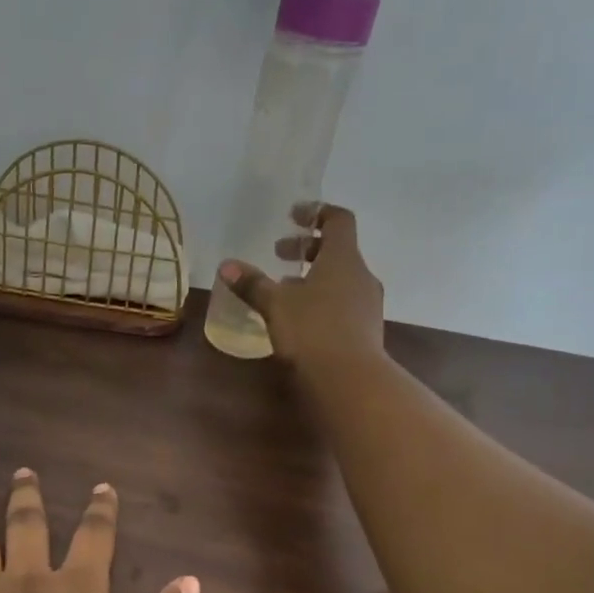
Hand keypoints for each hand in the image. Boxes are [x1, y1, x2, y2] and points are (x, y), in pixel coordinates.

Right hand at [218, 202, 383, 371]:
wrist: (350, 380)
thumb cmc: (312, 331)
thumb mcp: (276, 305)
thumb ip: (252, 284)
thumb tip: (226, 266)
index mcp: (343, 258)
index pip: (338, 220)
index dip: (316, 213)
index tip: (292, 216)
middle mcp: (360, 275)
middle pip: (337, 250)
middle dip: (306, 248)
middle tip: (278, 254)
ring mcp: (367, 304)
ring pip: (340, 278)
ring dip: (313, 277)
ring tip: (285, 289)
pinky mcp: (366, 329)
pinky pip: (343, 302)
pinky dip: (322, 299)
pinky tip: (300, 319)